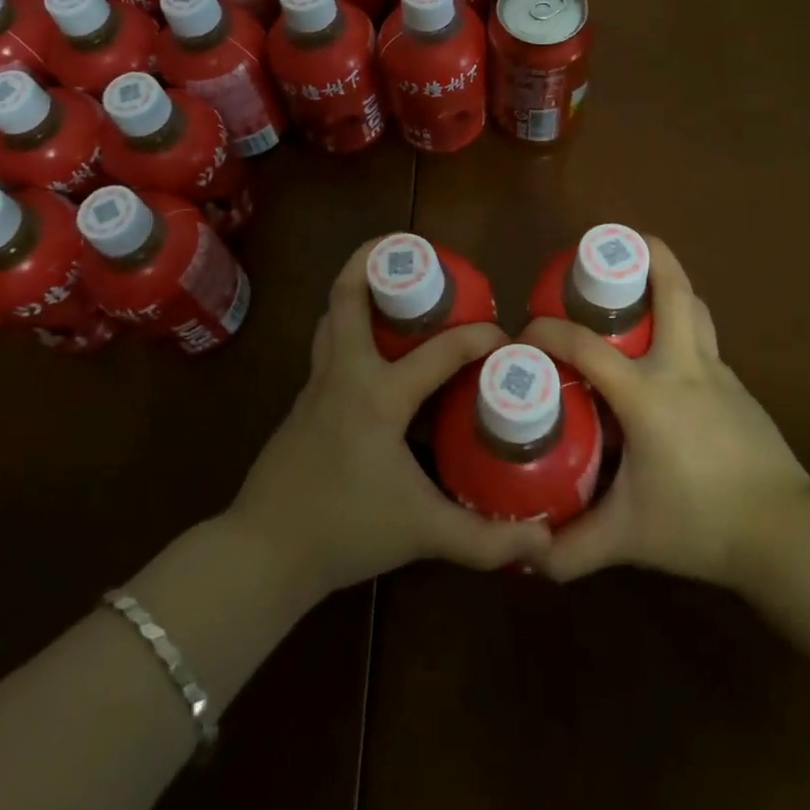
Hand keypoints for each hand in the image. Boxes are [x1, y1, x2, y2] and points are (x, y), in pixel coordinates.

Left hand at [225, 237, 551, 600]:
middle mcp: (344, 373)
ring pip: (333, 315)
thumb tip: (545, 543)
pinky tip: (374, 350)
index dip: (478, 338)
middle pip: (348, 294)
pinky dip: (350, 326)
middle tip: (416, 256)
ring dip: (358, 289)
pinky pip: (329, 344)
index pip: (439, 351)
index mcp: (377, 394)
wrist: (264, 553)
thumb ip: (485, 539)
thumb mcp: (422, 533)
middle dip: (375, 260)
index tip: (506, 337)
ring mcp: (317, 383)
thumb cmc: (345, 532)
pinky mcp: (304, 400)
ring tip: (395, 288)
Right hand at [523, 238, 809, 593]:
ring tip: (642, 283)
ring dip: (670, 284)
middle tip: (618, 242)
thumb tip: (528, 557)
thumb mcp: (628, 537)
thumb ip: (575, 547)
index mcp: (648, 392)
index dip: (549, 332)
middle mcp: (683, 367)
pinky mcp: (739, 389)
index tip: (525, 333)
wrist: (787, 534)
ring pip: (694, 309)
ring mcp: (718, 373)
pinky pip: (705, 341)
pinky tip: (668, 355)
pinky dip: (683, 326)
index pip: (586, 346)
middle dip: (649, 254)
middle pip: (672, 292)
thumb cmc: (700, 523)